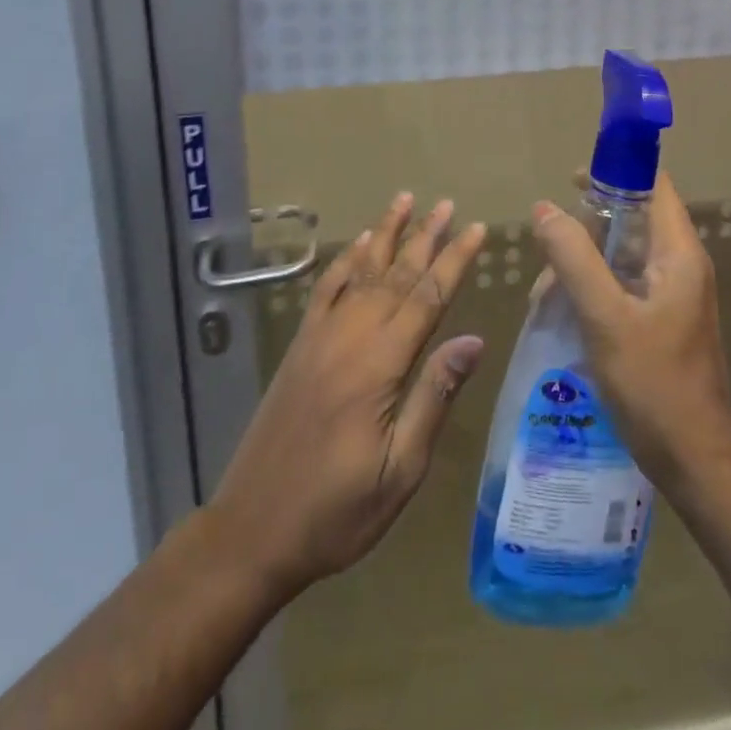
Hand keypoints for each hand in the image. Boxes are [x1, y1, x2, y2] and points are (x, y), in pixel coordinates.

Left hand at [207, 194, 486, 597]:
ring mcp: (320, 337)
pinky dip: (345, 261)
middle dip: (426, 237)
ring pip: (361, 271)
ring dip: (386, 234)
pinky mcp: (300, 346)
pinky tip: (358, 244)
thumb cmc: (337, 511)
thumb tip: (473, 340)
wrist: (253, 528)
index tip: (477, 229)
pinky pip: (325, 289)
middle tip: (447, 204)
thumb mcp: (400, 470)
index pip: (428, 298)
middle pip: (396, 274)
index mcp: (380, 365)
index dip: (455, 260)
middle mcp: (350, 337)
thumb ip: (434, 397)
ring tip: (405, 201)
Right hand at [532, 174, 730, 494]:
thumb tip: (543, 208)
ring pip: (623, 254)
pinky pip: (622, 284)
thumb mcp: (606, 318)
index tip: (570, 178)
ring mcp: (672, 295)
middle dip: (588, 223)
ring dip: (584, 259)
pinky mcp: (661, 321)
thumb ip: (575, 259)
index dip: (616, 171)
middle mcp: (680, 266)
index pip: (654, 186)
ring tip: (547, 288)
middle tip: (548, 243)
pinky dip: (592, 286)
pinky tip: (563, 309)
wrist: (695, 462)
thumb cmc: (655, 386)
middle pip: (633, 218)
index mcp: (679, 254)